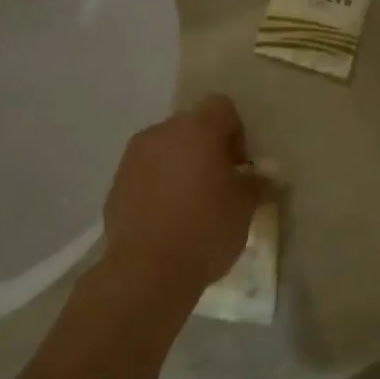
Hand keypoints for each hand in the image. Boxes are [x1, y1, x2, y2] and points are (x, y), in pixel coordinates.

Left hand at [100, 95, 260, 309]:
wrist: (146, 271)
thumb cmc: (205, 230)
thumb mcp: (245, 208)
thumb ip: (256, 184)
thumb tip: (263, 177)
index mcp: (197, 129)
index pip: (222, 107)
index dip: (236, 133)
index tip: (239, 167)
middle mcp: (162, 132)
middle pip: (192, 126)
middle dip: (207, 149)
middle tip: (219, 185)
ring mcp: (134, 156)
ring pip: (166, 149)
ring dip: (180, 166)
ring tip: (191, 204)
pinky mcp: (116, 183)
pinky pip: (146, 173)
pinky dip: (158, 185)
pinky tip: (167, 218)